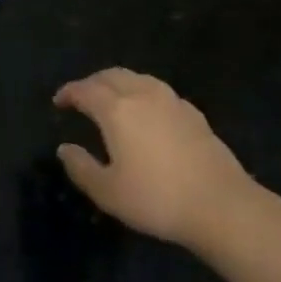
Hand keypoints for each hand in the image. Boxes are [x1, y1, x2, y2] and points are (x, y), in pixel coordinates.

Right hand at [54, 68, 253, 247]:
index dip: (69, 93)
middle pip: (112, 75)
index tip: (59, 102)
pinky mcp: (194, 114)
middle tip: (81, 97)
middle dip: (92, 82)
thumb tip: (65, 148)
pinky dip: (142, 92)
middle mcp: (143, 96)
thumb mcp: (108, 192)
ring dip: (118, 83)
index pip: (85, 90)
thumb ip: (81, 167)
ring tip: (111, 99)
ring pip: (138, 78)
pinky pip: (159, 91)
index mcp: (117, 110)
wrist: (222, 206)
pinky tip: (146, 112)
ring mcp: (172, 102)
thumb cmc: (157, 199)